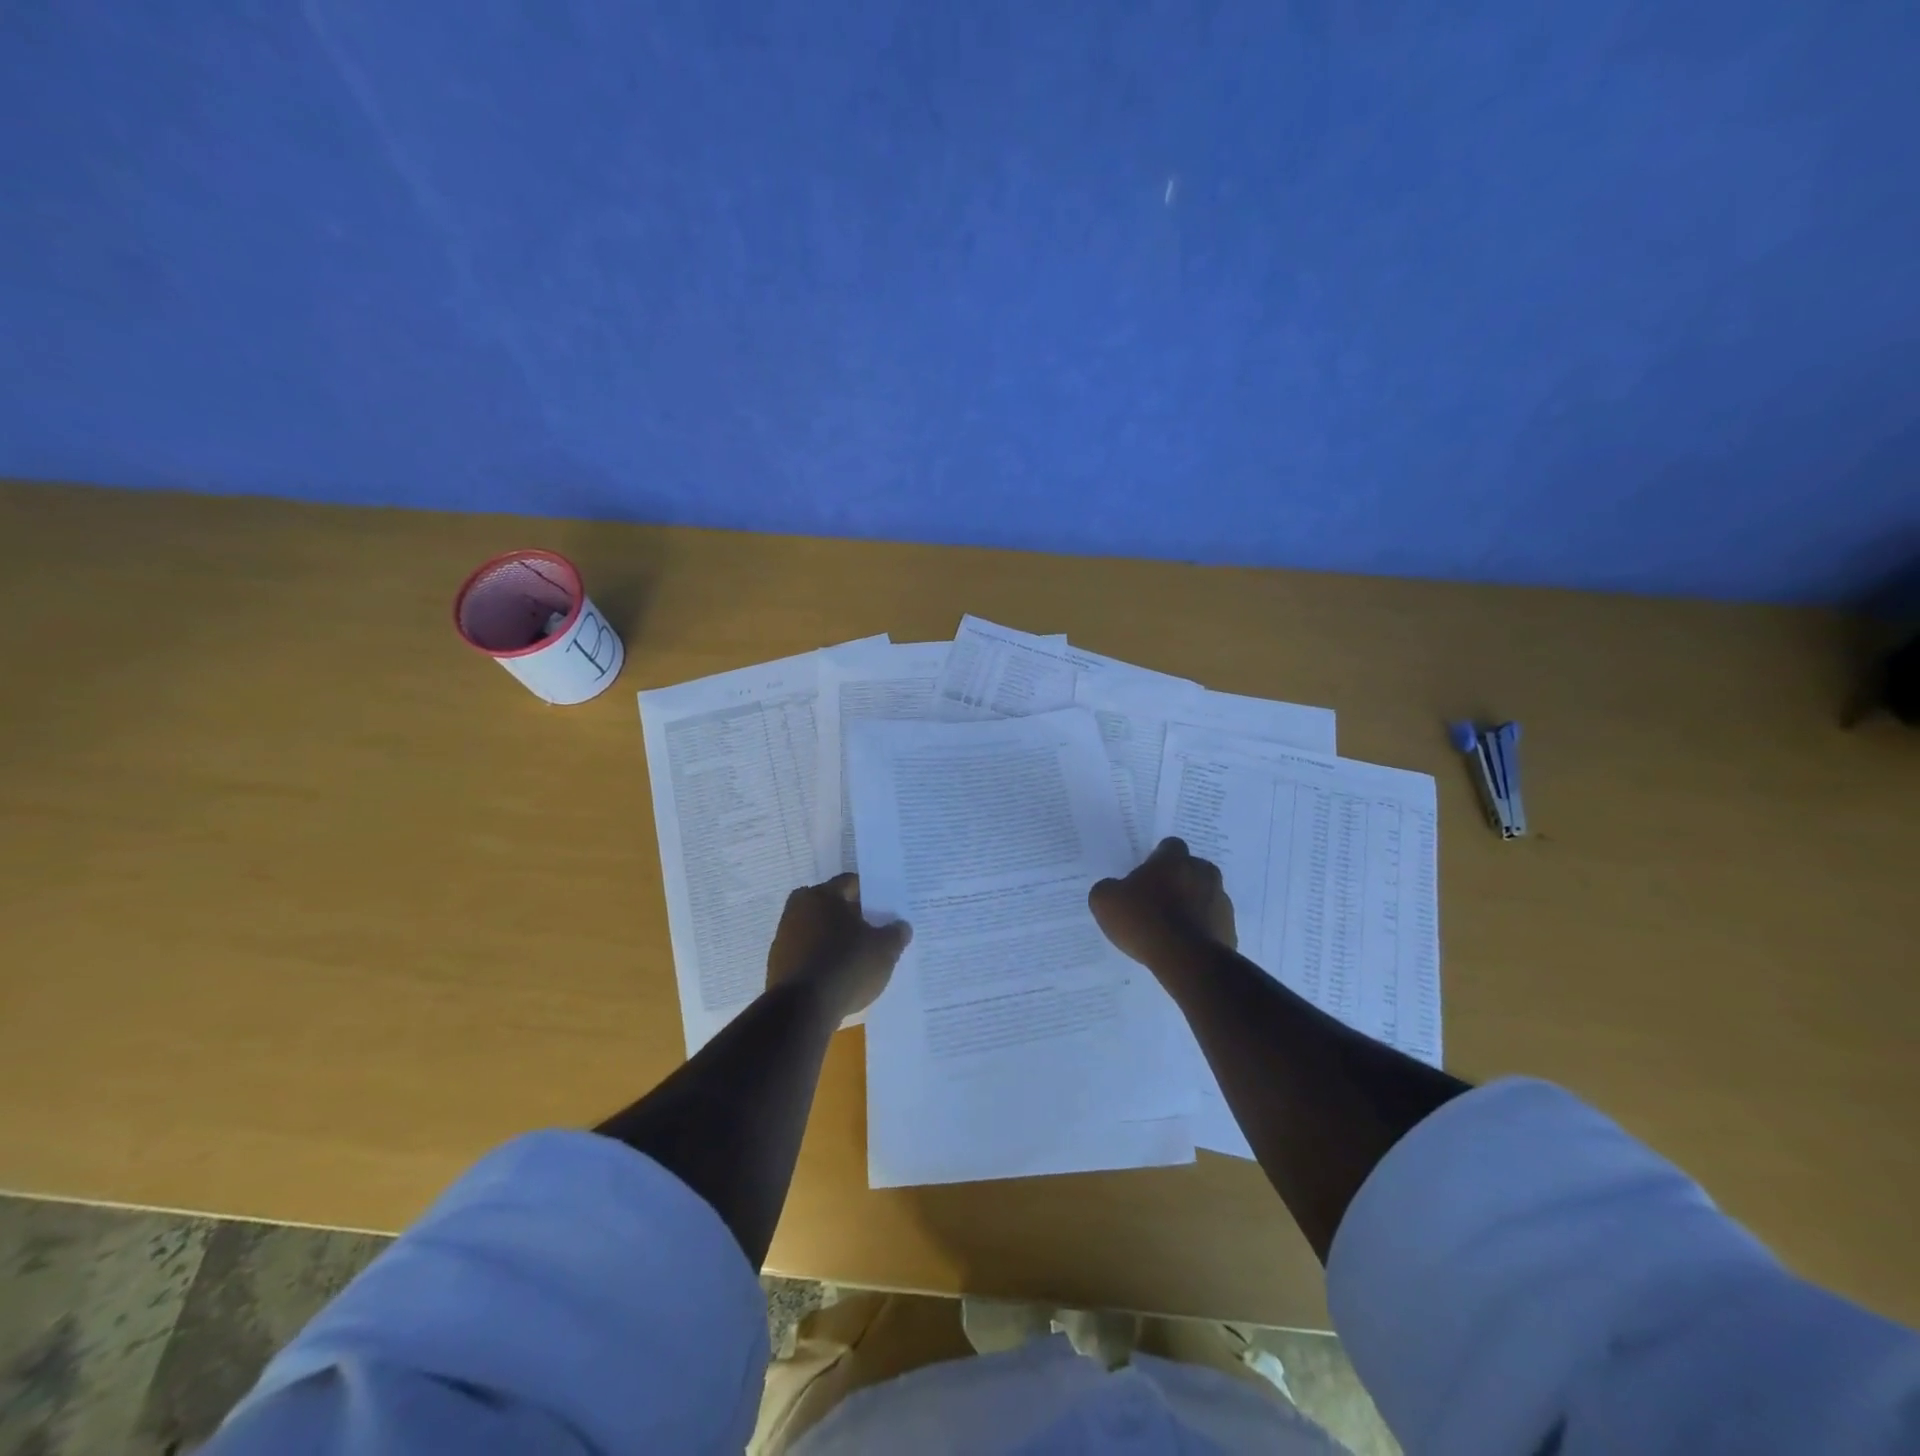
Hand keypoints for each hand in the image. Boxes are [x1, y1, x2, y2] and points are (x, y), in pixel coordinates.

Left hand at [767, 873, 911, 1017]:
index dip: (871, 894)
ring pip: (817, 930)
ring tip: (858, 957)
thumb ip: (896, 933)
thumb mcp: (884, 950)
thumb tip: (901, 926)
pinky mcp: (777, 965)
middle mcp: (798, 909)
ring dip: (835, 939)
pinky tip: (839, 976)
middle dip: (852, 916)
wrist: (802, 1010)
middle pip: (832, 906)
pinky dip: (822, 959)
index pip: (851, 883)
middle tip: (874, 931)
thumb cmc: (846, 966)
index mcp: (822, 895)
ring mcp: (784, 938)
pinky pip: (807, 954)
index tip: (886, 909)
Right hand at [1089, 837, 1236, 966]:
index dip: (1158, 860)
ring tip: (1172, 928)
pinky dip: (1202, 930)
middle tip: (1158, 901)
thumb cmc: (1144, 921)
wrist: (1186, 960)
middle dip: (1179, 880)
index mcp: (1173, 860)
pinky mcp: (1230, 928)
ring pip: (1206, 896)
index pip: (1170, 846)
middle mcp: (1202, 873)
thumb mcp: (1105, 902)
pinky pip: (1213, 923)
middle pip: (1192, 869)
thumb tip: (1113, 889)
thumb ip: (1108, 889)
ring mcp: (1221, 901)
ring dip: (1193, 905)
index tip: (1146, 876)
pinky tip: (1184, 946)